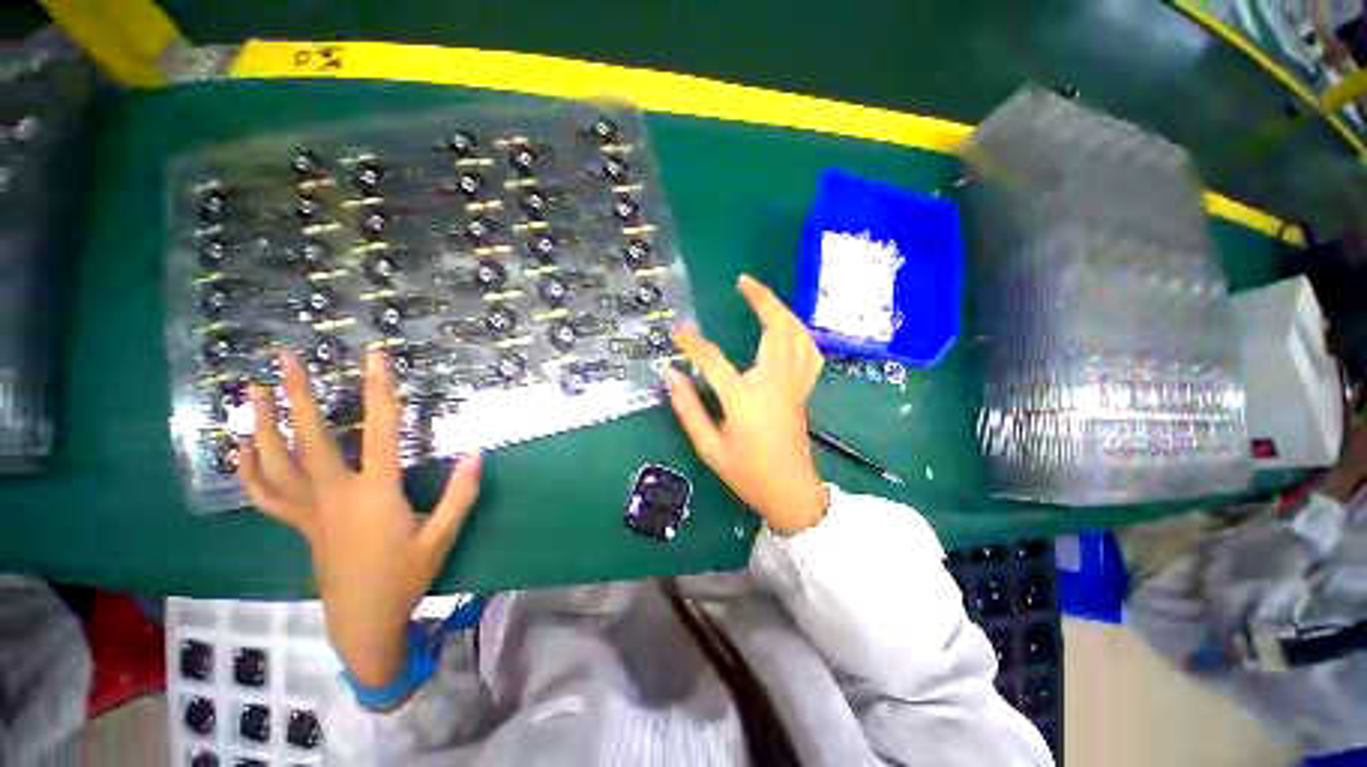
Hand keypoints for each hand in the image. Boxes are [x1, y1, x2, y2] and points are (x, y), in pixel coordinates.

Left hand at [239, 349, 481, 686]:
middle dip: (297, 394)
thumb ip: (461, 493)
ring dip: (261, 423)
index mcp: (375, 494)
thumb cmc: (406, 577)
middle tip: (284, 357)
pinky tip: (239, 446)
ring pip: (274, 462)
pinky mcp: (299, 524)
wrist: (363, 621)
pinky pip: (264, 493)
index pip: (380, 431)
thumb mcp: (442, 536)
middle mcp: (335, 495)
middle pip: (310, 438)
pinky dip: (248, 468)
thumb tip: (475, 453)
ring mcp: (309, 510)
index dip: (380, 392)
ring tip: (251, 390)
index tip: (374, 358)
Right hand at [666, 274, 828, 533]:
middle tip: (744, 282)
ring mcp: (794, 385)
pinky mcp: (803, 390)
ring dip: (782, 310)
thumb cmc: (747, 474)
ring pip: (797, 335)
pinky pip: (809, 352)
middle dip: (762, 300)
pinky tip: (787, 327)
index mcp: (744, 400)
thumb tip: (670, 375)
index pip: (714, 360)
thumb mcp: (709, 448)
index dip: (693, 343)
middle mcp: (773, 384)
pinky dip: (799, 332)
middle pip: (776, 330)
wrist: (791, 492)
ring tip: (763, 297)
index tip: (678, 331)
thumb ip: (688, 409)